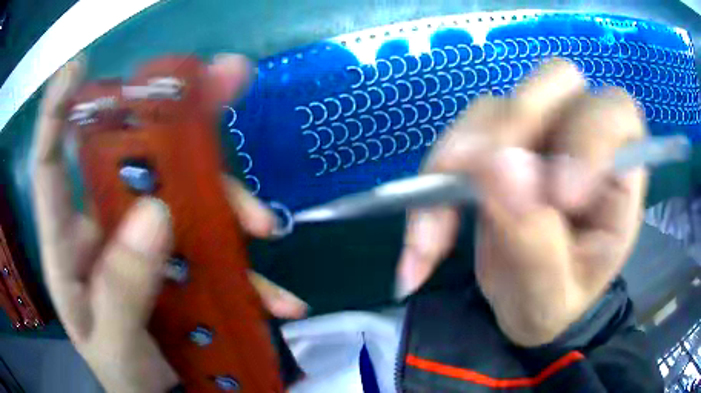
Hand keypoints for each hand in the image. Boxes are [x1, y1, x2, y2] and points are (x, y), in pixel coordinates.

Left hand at [31, 54, 306, 391]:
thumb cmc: (122, 375)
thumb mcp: (112, 345)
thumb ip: (121, 290)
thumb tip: (156, 215)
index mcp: (68, 247)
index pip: (50, 165)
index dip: (57, 112)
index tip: (78, 68)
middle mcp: (104, 229)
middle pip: (132, 156)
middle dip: (173, 116)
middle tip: (224, 77)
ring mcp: (145, 242)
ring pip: (184, 195)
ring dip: (225, 200)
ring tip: (261, 226)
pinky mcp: (180, 262)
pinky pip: (215, 249)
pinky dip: (247, 269)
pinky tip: (278, 299)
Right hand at [396, 60, 646, 346]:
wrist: (524, 304)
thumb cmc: (555, 303)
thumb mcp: (552, 296)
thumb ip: (537, 241)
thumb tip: (499, 166)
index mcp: (619, 176)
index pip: (615, 115)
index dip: (589, 138)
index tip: (558, 198)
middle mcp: (580, 137)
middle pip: (556, 80)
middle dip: (517, 124)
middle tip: (480, 181)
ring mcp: (535, 135)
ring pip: (496, 106)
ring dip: (458, 162)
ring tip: (433, 236)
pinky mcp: (495, 144)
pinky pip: (459, 139)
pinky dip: (433, 183)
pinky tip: (424, 240)